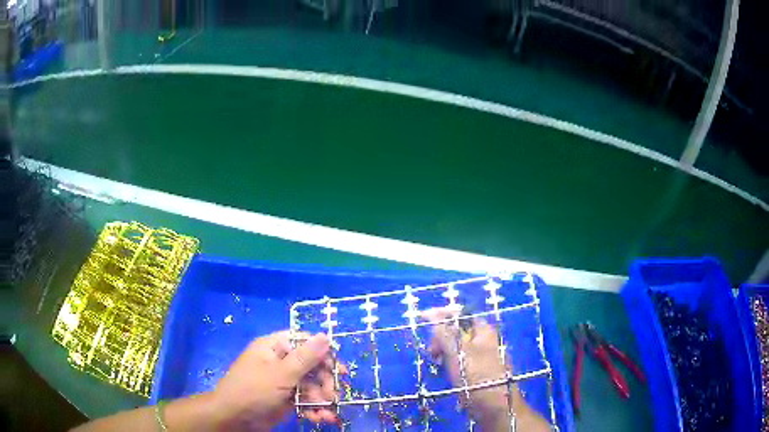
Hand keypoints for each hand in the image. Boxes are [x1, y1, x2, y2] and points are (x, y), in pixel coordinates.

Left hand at [211, 331, 340, 430]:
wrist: (234, 418)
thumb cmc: (253, 390)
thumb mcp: (281, 374)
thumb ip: (305, 357)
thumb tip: (325, 336)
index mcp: (274, 347)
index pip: (303, 342)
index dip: (322, 353)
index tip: (338, 368)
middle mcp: (280, 362)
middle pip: (311, 366)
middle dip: (324, 382)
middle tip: (333, 395)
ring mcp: (283, 382)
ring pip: (311, 386)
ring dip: (322, 399)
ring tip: (328, 412)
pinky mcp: (286, 399)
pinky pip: (305, 400)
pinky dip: (315, 409)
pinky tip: (322, 418)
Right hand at [422, 308, 548, 431]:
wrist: (495, 407)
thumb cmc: (477, 377)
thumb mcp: (457, 353)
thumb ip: (444, 333)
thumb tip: (432, 315)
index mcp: (483, 331)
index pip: (460, 314)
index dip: (442, 314)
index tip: (423, 319)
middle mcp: (484, 341)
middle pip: (458, 330)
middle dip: (441, 337)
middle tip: (432, 351)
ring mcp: (482, 357)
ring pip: (457, 347)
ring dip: (444, 351)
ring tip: (437, 362)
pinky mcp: (478, 372)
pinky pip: (460, 361)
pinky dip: (450, 363)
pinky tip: (445, 372)